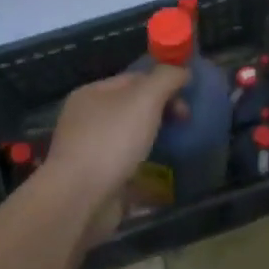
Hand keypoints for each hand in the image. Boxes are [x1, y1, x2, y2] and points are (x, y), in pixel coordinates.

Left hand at [36, 65, 188, 245]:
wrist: (80, 198)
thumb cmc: (111, 141)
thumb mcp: (144, 99)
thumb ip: (166, 78)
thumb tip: (183, 70)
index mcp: (92, 94)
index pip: (134, 78)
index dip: (164, 83)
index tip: (188, 99)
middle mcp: (87, 119)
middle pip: (133, 107)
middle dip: (162, 112)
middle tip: (185, 123)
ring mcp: (90, 150)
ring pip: (130, 136)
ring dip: (155, 139)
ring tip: (176, 147)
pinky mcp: (96, 178)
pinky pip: (127, 164)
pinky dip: (145, 166)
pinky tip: (161, 173)